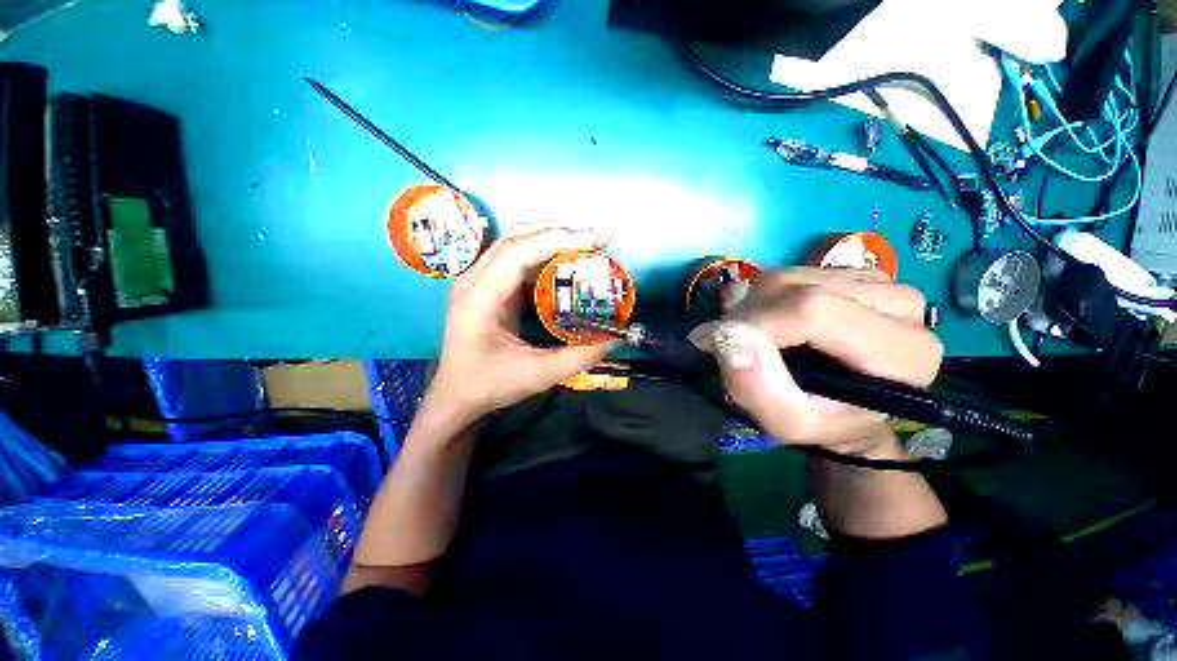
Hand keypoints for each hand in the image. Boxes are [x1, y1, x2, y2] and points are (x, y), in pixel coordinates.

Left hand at [421, 228, 618, 427]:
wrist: (455, 395)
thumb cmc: (489, 385)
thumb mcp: (538, 376)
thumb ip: (579, 357)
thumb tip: (616, 337)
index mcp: (480, 299)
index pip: (518, 252)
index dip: (560, 239)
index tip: (598, 240)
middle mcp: (473, 280)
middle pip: (517, 237)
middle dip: (561, 232)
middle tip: (598, 239)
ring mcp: (476, 279)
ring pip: (515, 242)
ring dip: (552, 238)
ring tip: (587, 244)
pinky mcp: (486, 285)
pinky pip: (515, 257)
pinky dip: (543, 252)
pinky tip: (565, 261)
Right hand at [691, 268, 942, 457]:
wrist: (848, 410)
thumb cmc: (823, 423)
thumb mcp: (788, 423)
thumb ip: (758, 389)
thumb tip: (724, 337)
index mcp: (903, 350)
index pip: (813, 310)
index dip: (755, 324)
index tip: (715, 342)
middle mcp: (901, 304)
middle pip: (796, 288)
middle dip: (747, 317)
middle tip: (732, 346)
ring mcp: (879, 281)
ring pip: (788, 277)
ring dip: (752, 308)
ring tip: (752, 340)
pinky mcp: (853, 274)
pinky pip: (789, 274)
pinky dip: (763, 299)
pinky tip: (770, 324)